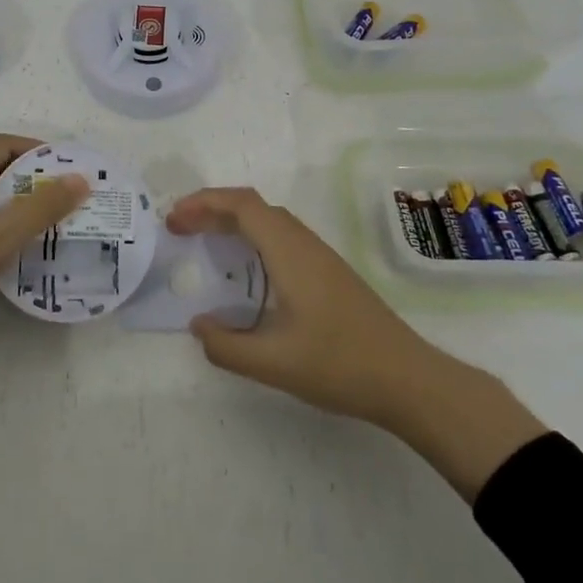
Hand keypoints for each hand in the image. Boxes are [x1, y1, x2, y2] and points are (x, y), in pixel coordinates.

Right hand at [168, 187, 546, 498]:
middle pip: (252, 206)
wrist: (408, 379)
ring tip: (203, 241)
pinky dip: (252, 236)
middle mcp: (304, 242)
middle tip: (178, 229)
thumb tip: (199, 326)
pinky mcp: (328, 271)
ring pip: (269, 219)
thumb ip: (227, 347)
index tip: (173, 220)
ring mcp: (320, 255)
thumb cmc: (340, 365)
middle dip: (211, 209)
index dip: (202, 203)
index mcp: (289, 251)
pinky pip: (281, 236)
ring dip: (232, 221)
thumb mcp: (274, 363)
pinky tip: (246, 268)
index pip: (241, 204)